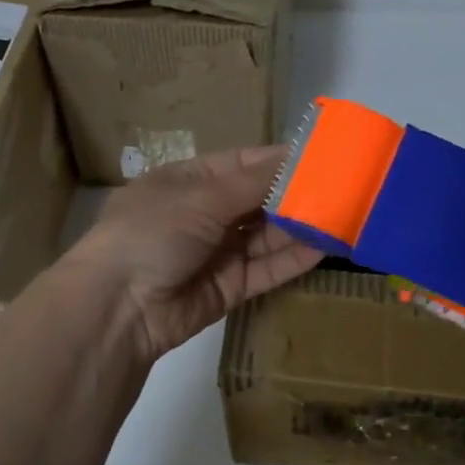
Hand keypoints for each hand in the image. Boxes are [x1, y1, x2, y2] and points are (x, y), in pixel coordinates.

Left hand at [64, 146, 323, 360]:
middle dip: (297, 194)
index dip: (280, 160)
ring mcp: (217, 252)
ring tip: (346, 215)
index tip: (323, 155)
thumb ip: (253, 182)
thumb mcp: (201, 198)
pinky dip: (294, 258)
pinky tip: (327, 247)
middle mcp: (204, 214)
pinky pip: (266, 268)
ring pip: (267, 235)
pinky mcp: (229, 288)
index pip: (242, 163)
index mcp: (188, 181)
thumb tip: (296, 157)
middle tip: (345, 187)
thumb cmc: (152, 233)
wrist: (118, 308)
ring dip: (301, 227)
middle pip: (259, 199)